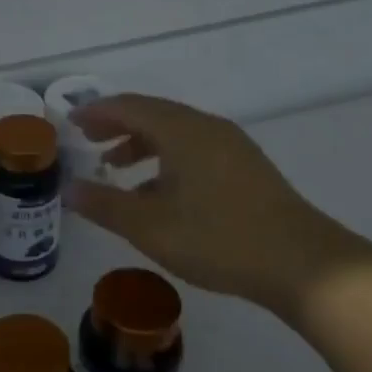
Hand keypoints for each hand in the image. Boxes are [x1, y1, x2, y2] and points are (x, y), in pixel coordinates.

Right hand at [67, 94, 366, 320]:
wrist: (303, 264)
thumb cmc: (218, 239)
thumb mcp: (150, 226)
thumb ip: (104, 205)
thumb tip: (68, 189)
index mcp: (181, 131)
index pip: (129, 107)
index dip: (96, 112)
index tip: (70, 121)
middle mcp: (206, 128)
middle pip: (153, 114)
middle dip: (117, 125)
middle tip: (88, 140)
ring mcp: (231, 146)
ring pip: (175, 133)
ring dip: (142, 144)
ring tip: (116, 167)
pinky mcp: (246, 168)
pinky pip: (194, 149)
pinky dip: (166, 160)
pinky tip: (158, 193)